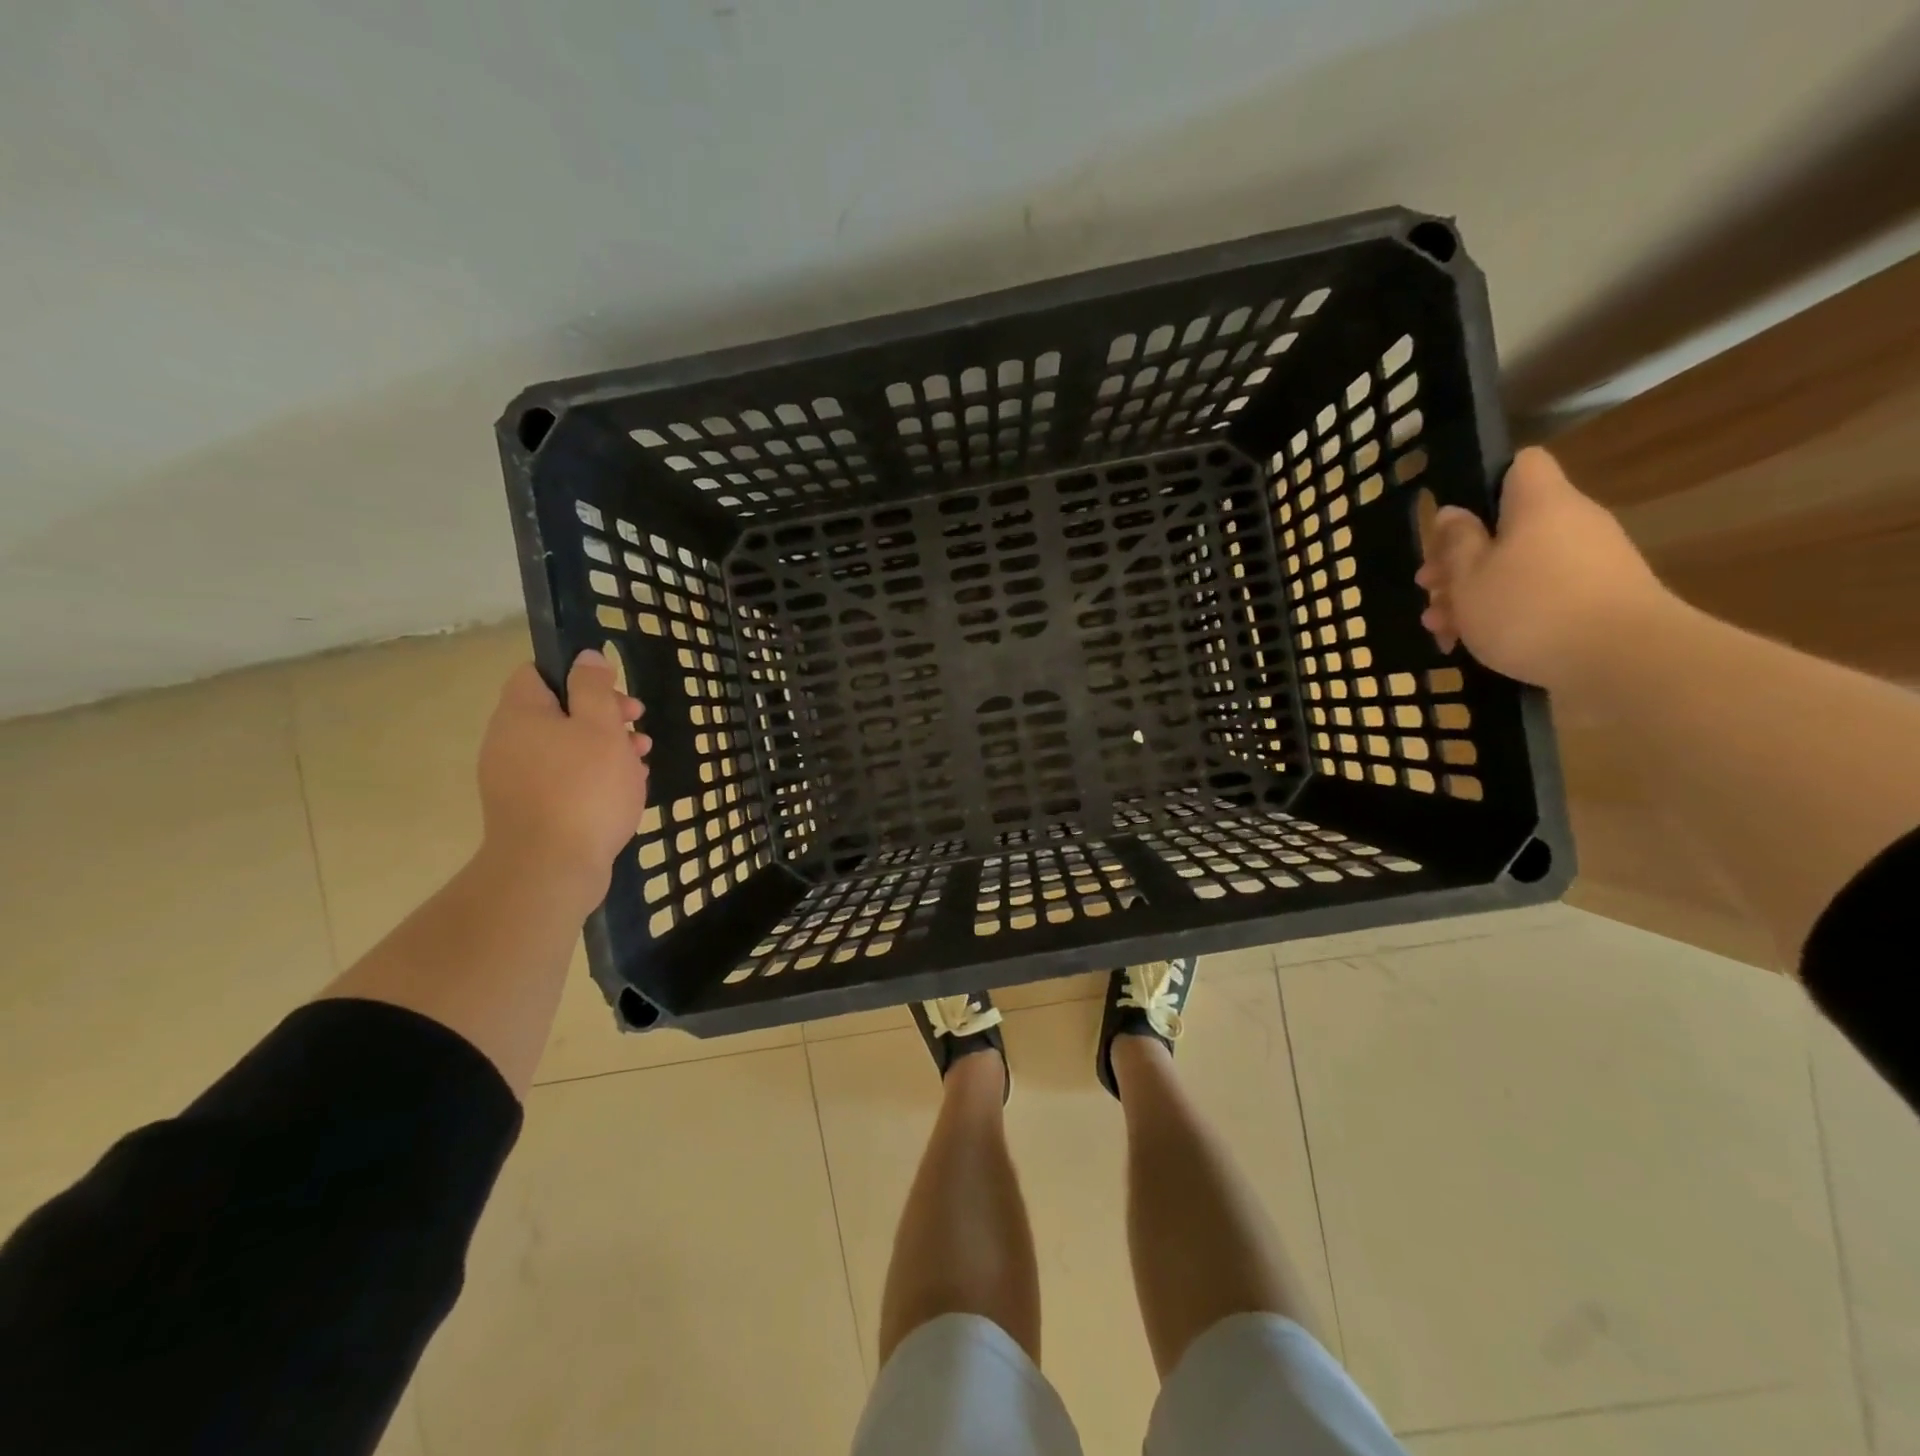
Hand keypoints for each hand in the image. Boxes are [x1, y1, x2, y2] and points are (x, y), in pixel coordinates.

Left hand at [476, 650, 650, 900]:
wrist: (550, 868)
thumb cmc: (583, 788)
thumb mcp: (600, 727)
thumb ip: (594, 687)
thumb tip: (586, 657)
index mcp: (520, 714)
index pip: (538, 673)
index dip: (578, 675)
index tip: (614, 692)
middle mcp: (508, 742)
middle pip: (558, 712)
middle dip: (604, 716)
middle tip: (638, 727)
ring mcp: (515, 780)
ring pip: (566, 749)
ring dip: (605, 748)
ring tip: (641, 762)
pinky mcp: (529, 811)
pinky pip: (564, 780)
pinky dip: (593, 778)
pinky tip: (624, 791)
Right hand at [1416, 447, 1674, 698]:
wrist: (1624, 660)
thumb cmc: (1530, 609)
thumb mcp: (1470, 577)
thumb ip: (1457, 543)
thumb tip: (1453, 514)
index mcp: (1540, 504)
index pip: (1520, 465)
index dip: (1483, 485)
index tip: (1452, 524)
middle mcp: (1571, 523)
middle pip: (1508, 527)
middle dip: (1462, 559)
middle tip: (1428, 591)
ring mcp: (1591, 562)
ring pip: (1518, 567)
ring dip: (1476, 593)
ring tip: (1440, 628)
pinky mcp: (1599, 599)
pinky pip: (1540, 594)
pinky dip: (1507, 613)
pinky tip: (1475, 645)